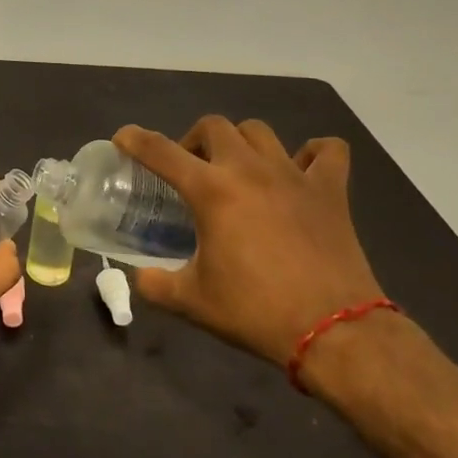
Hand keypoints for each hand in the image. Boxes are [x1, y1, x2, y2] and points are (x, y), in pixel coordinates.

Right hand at [115, 117, 384, 368]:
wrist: (334, 331)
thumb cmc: (256, 312)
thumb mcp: (192, 302)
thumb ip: (155, 284)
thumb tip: (140, 277)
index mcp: (211, 191)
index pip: (161, 151)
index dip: (135, 140)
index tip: (123, 138)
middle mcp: (249, 170)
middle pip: (214, 126)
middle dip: (193, 139)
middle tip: (190, 169)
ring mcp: (293, 175)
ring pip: (260, 131)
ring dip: (240, 142)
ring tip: (236, 167)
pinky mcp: (330, 191)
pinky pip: (327, 151)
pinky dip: (312, 153)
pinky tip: (300, 169)